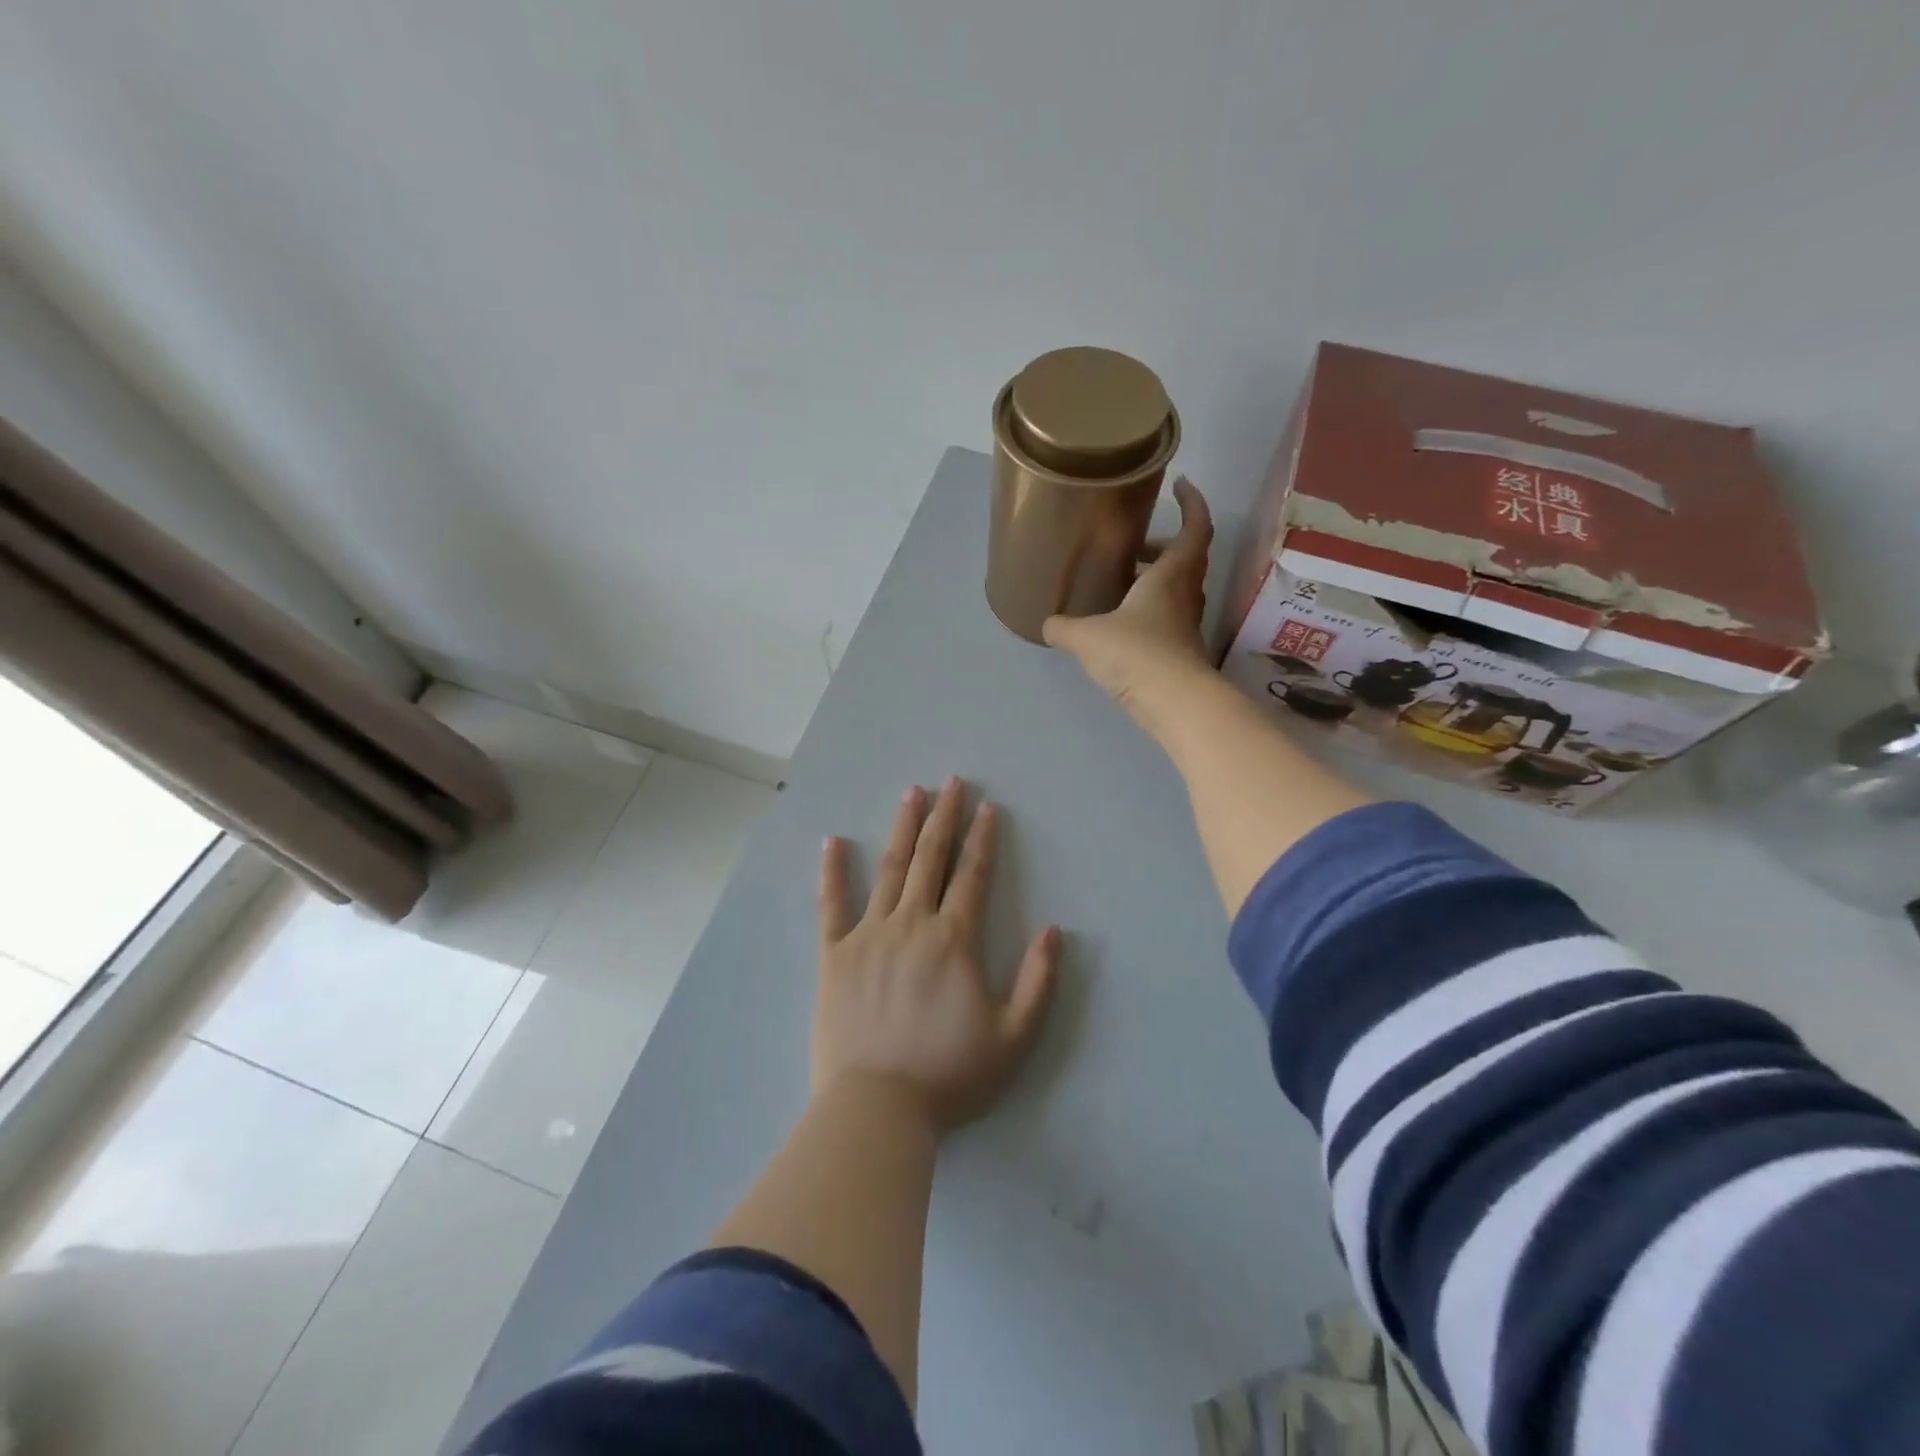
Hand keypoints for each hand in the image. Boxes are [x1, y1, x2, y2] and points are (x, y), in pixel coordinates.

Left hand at [815, 778, 1059, 1134]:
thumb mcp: (1013, 1037)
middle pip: (931, 858)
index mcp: (954, 939)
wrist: (878, 1108)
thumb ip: (1039, 981)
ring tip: (911, 793)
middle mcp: (912, 924)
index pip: (973, 875)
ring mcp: (869, 935)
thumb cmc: (949, 1075)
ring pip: (890, 869)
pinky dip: (832, 871)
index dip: (983, 839)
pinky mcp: (834, 955)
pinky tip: (833, 841)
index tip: (987, 808)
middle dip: (944, 817)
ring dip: (902, 828)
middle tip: (951, 782)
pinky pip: (831, 904)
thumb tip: (1053, 931)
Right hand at [1042, 477, 1215, 732]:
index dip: (1192, 502)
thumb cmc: (1136, 653)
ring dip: (1155, 579)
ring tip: (1121, 583)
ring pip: (1177, 589)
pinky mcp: (1179, 651)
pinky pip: (1166, 617)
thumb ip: (1063, 627)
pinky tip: (1120, 624)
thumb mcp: (1087, 637)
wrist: (1174, 704)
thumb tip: (1046, 623)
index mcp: (1171, 575)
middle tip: (1135, 545)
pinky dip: (1148, 611)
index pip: (1195, 527)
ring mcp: (1185, 625)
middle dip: (1163, 546)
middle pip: (1186, 558)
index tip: (1182, 484)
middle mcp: (1184, 595)